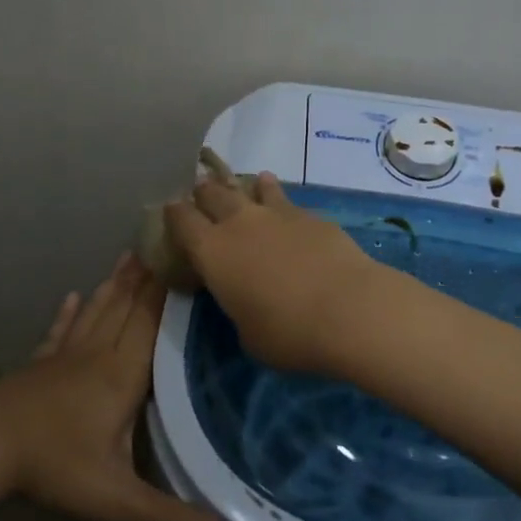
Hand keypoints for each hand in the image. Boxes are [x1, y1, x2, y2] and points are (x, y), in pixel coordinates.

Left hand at [0, 256, 224, 520]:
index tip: (185, 261)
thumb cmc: (56, 465)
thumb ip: (168, 516)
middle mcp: (98, 354)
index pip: (151, 324)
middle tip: (162, 242)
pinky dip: (68, 313)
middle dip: (147, 277)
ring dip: (115, 284)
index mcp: (122, 375)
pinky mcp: (41, 363)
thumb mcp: (116, 498)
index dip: (168, 293)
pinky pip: (60, 331)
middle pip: (127, 308)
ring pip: (97, 311)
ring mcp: (66, 355)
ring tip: (129, 256)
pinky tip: (72, 296)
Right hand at [164, 172, 383, 376]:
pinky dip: (275, 196)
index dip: (174, 213)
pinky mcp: (309, 214)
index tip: (171, 210)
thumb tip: (244, 297)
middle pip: (212, 193)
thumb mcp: (247, 333)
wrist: (349, 309)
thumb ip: (237, 306)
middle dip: (204, 192)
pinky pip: (284, 198)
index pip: (181, 220)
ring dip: (243, 188)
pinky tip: (281, 203)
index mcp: (212, 251)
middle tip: (202, 193)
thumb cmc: (288, 333)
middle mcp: (238, 222)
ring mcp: (275, 213)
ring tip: (245, 188)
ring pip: (250, 188)